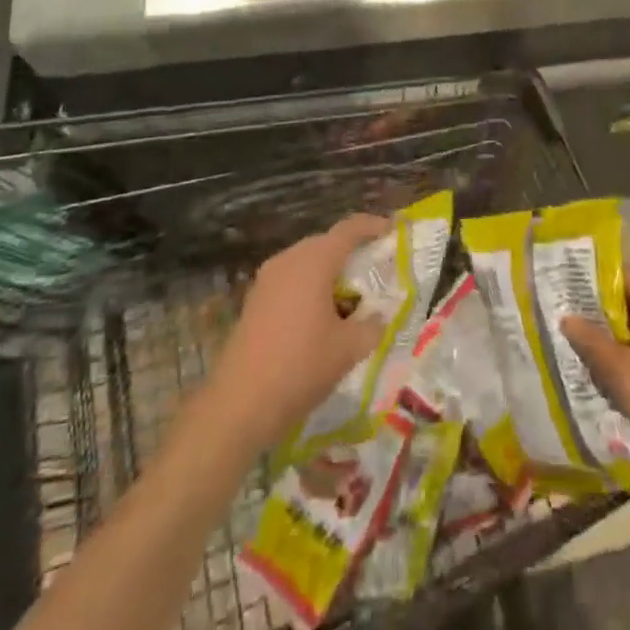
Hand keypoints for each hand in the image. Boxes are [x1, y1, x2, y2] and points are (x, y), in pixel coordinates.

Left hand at [206, 215, 388, 450]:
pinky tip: (319, 316)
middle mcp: (289, 260)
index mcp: (314, 261)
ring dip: (328, 271)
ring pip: (306, 262)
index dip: (371, 226)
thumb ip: (371, 326)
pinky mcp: (254, 300)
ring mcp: (267, 279)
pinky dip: (309, 287)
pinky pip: (290, 280)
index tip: (390, 229)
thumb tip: (380, 316)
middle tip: (373, 269)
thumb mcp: (348, 349)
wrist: (239, 404)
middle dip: (350, 252)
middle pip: (326, 243)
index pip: (348, 230)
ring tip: (348, 296)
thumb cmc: (300, 367)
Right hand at [562, 269, 629, 483]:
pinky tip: (621, 379)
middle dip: (601, 316)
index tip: (565, 294)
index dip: (591, 282)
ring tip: (590, 356)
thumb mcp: (623, 375)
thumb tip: (566, 316)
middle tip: (571, 328)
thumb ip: (591, 342)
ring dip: (619, 339)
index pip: (621, 276)